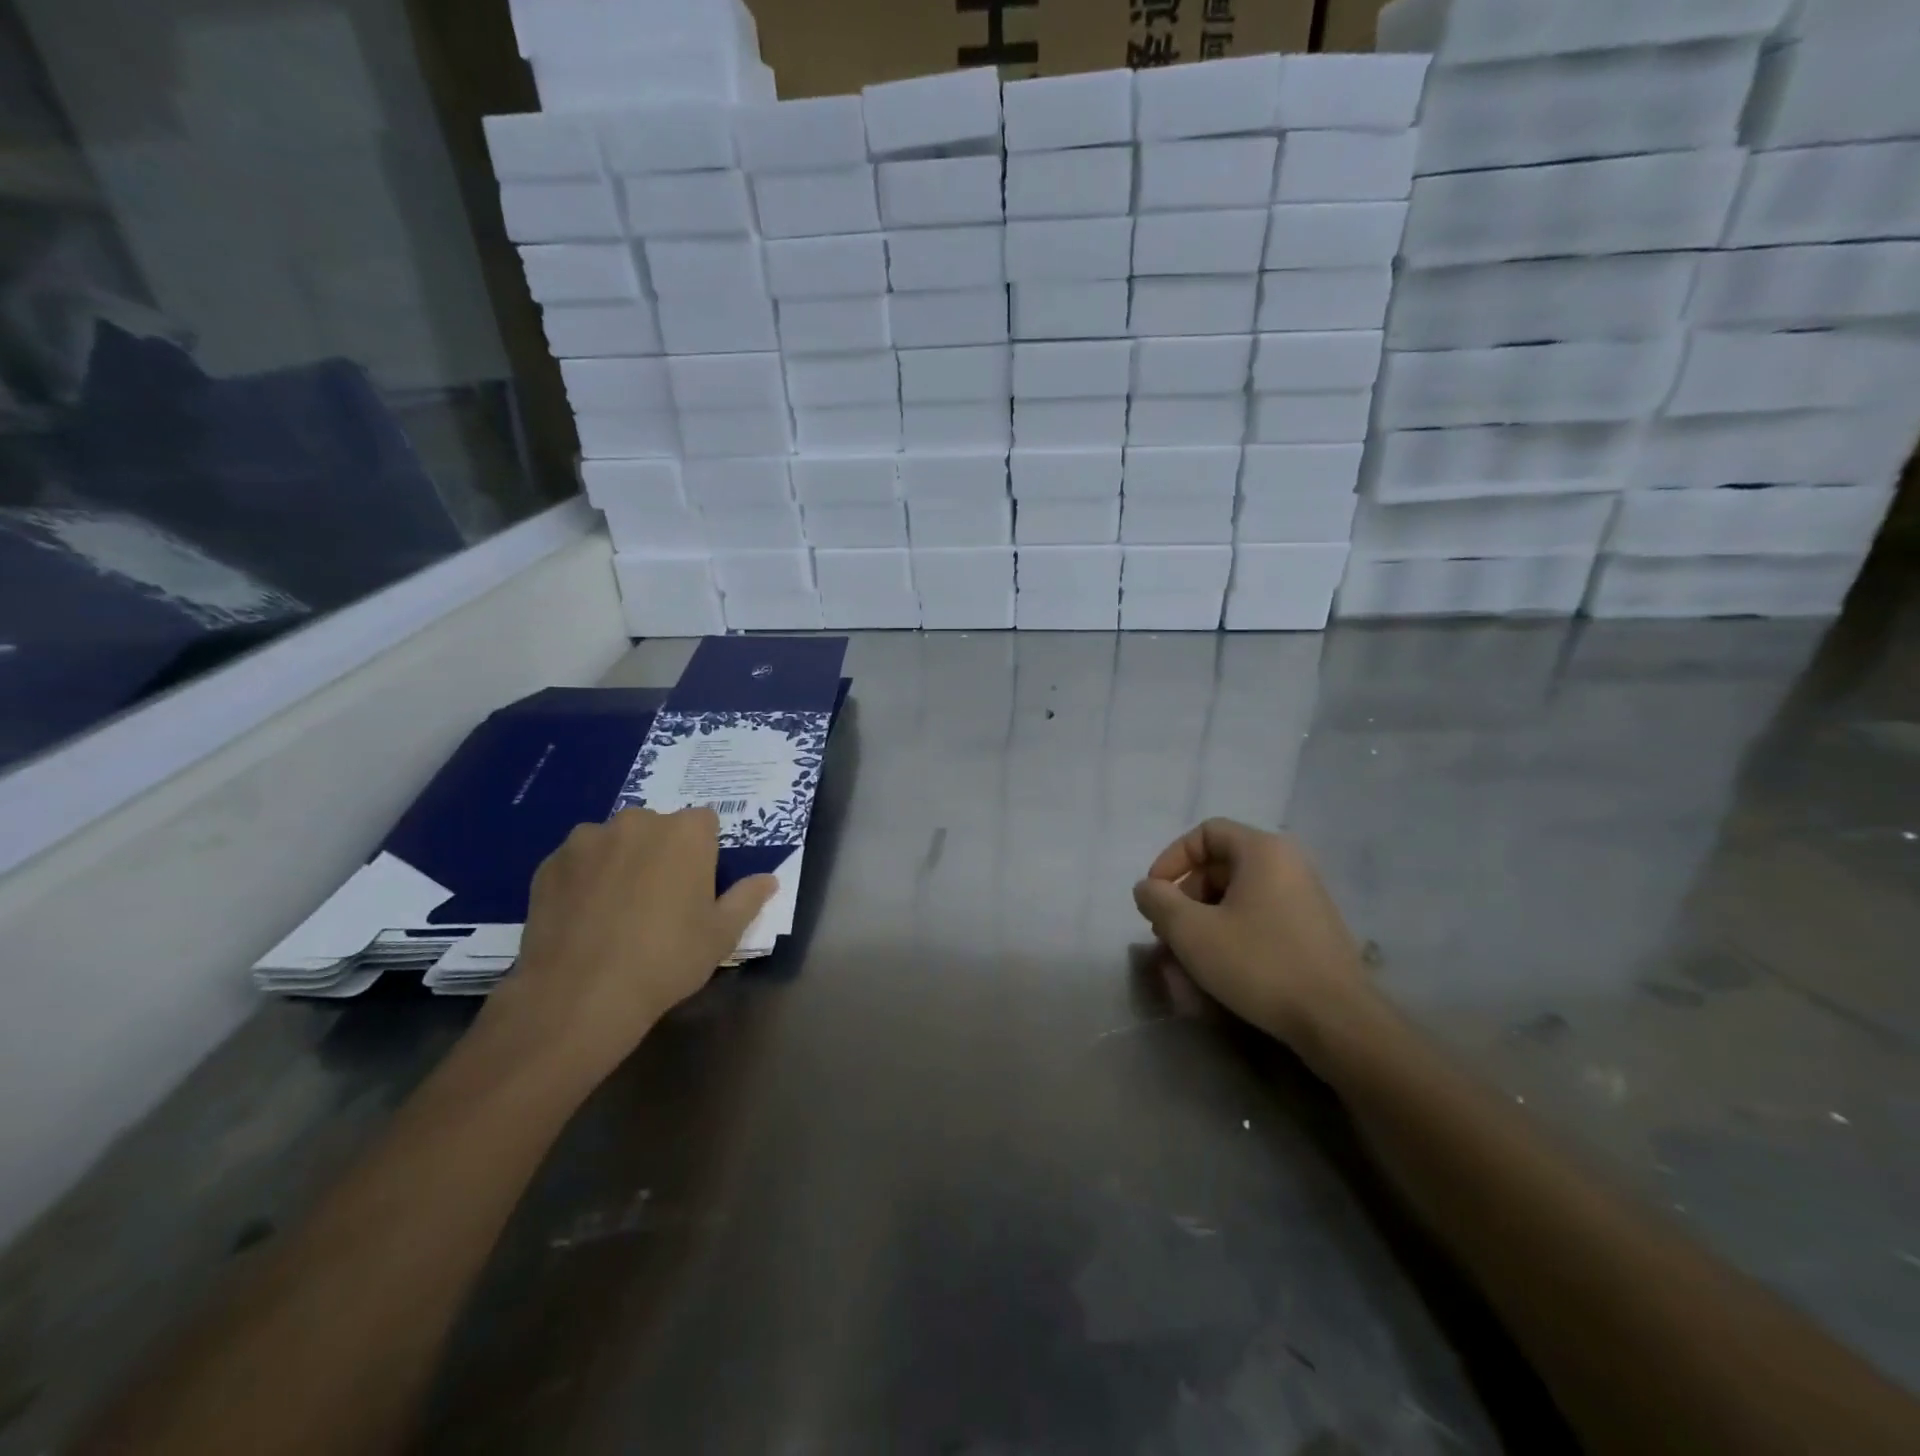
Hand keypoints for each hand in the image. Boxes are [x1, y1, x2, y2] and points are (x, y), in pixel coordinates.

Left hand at [474, 807, 775, 1088]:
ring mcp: (588, 839)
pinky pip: (578, 862)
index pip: (704, 823)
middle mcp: (637, 822)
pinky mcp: (550, 863)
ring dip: (620, 861)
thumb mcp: (721, 934)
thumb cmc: (666, 959)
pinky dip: (584, 879)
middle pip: (658, 828)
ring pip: (615, 842)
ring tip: (615, 910)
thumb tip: (769, 880)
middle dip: (661, 853)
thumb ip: (747, 899)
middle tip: (659, 900)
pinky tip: (584, 918)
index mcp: (686, 832)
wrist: (580, 995)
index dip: (703, 853)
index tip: (697, 887)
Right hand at [1132, 819, 1373, 1058]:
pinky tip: (1218, 971)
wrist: (1337, 1021)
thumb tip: (1147, 889)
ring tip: (1185, 959)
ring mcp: (1305, 898)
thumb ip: (1158, 901)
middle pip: (1220, 866)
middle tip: (1167, 933)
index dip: (1171, 859)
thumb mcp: (1192, 931)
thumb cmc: (1259, 963)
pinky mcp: (1313, 931)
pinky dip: (1231, 935)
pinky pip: (1260, 919)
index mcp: (1263, 851)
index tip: (1154, 895)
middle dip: (1185, 898)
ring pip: (1238, 897)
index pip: (1205, 833)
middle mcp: (1289, 864)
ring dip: (1204, 921)